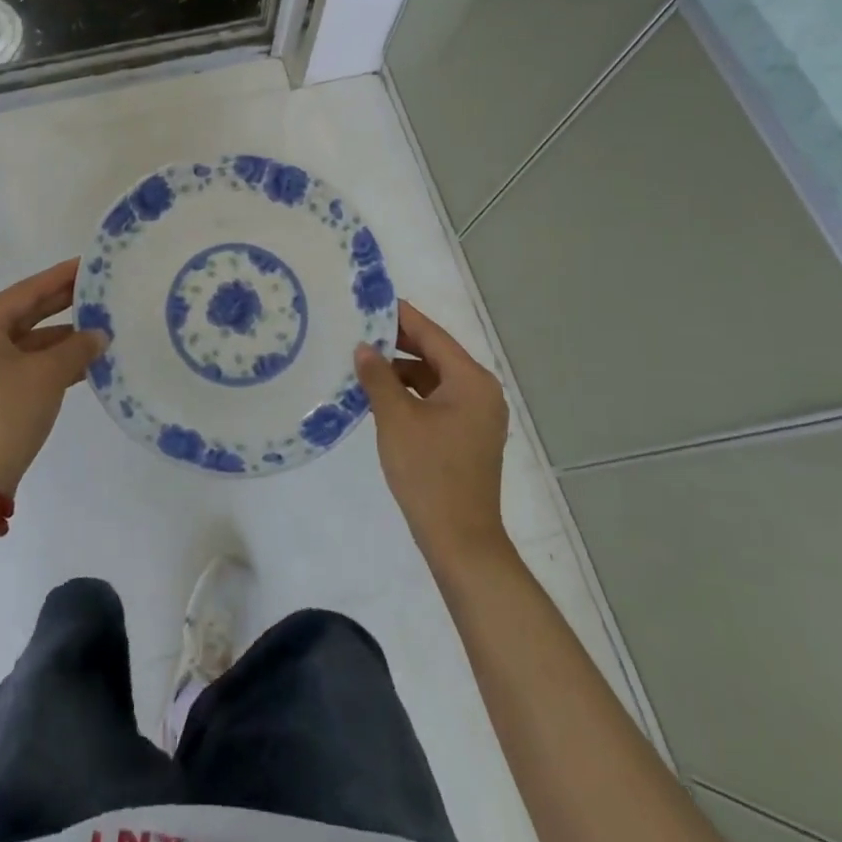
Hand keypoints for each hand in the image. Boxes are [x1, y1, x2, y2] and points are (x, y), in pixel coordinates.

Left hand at [0, 259, 106, 495]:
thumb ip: (77, 348)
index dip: (60, 277)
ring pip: (26, 341)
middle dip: (62, 304)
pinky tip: (83, 362)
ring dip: (61, 338)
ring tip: (99, 329)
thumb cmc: (5, 414)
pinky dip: (50, 361)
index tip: (88, 264)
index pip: (26, 291)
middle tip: (97, 290)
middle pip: (24, 314)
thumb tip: (100, 336)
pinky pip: (23, 364)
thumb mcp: (48, 375)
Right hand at [355, 301, 510, 572]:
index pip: (432, 335)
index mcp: (471, 380)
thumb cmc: (429, 472)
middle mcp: (481, 391)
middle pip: (435, 354)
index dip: (401, 317)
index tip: (372, 300)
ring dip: (402, 371)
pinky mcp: (468, 436)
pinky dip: (411, 393)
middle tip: (359, 328)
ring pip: (434, 379)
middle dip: (398, 343)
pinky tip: (381, 395)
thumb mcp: (396, 418)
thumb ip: (378, 377)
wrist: (460, 541)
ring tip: (363, 361)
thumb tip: (363, 348)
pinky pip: (437, 400)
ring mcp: (477, 416)